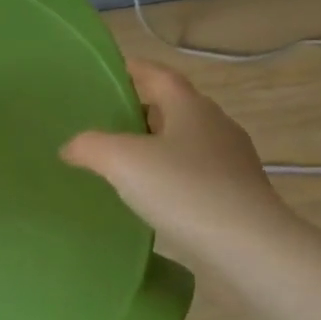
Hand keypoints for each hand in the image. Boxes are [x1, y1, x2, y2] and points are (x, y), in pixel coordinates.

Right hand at [61, 59, 295, 267]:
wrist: (250, 248)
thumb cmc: (184, 190)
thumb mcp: (121, 161)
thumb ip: (90, 146)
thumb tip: (70, 147)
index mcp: (190, 106)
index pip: (158, 75)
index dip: (133, 70)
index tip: (108, 74)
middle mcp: (216, 125)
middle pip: (173, 106)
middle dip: (142, 110)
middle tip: (107, 122)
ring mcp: (232, 160)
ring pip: (186, 141)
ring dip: (158, 145)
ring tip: (125, 162)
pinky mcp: (239, 194)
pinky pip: (197, 173)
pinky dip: (173, 175)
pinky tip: (154, 196)